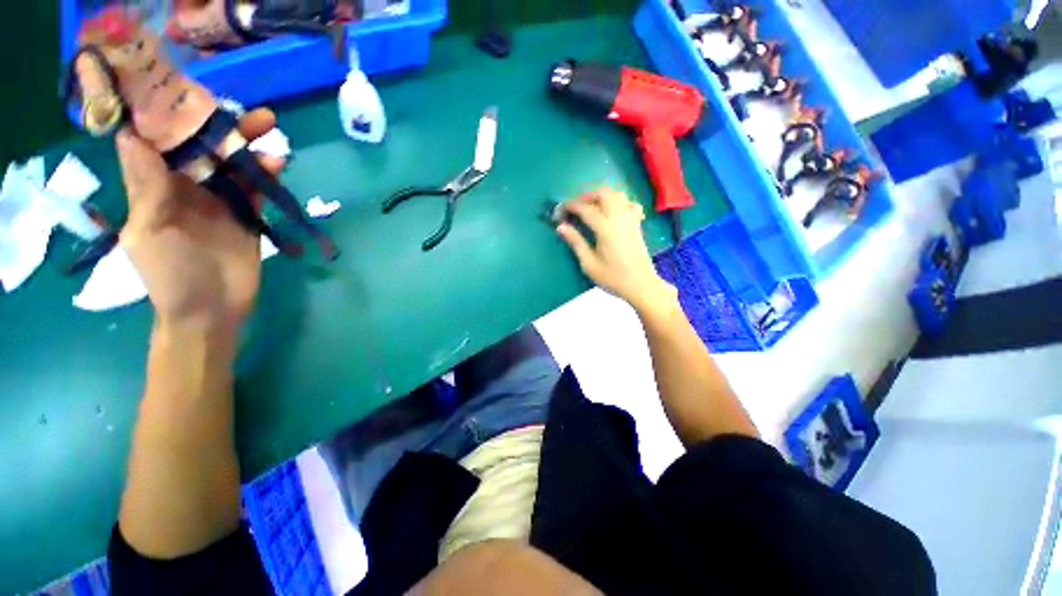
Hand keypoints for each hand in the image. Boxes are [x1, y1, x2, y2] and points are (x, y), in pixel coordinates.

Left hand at [116, 108, 283, 331]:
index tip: (185, 88)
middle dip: (221, 125)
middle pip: (202, 146)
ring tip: (269, 127)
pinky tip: (277, 163)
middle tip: (244, 108)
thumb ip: (146, 186)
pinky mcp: (247, 215)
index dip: (169, 112)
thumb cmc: (170, 274)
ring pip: (232, 163)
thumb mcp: (150, 230)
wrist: (211, 309)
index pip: (158, 139)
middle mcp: (185, 185)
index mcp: (155, 184)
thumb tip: (131, 134)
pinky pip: (256, 188)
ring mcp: (219, 200)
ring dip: (248, 145)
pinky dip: (265, 174)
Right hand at [556, 188, 677, 313]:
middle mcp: (619, 218)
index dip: (571, 206)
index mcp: (605, 229)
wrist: (641, 285)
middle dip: (587, 196)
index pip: (586, 209)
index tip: (561, 209)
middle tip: (576, 207)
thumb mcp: (589, 264)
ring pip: (617, 195)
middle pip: (604, 193)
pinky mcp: (637, 224)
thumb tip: (561, 227)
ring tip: (591, 208)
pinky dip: (618, 202)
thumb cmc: (613, 278)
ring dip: (602, 196)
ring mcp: (630, 219)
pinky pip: (628, 203)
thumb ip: (576, 243)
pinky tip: (612, 213)